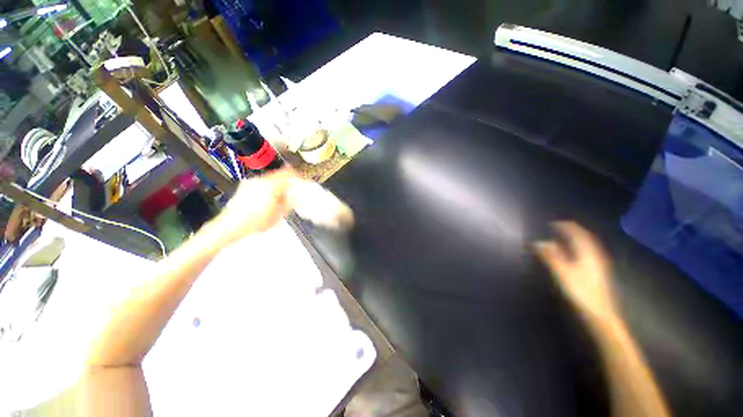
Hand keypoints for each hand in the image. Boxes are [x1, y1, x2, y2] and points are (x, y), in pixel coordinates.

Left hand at [208, 168, 296, 245]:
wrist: (230, 225)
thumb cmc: (253, 223)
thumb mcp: (276, 217)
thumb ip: (287, 205)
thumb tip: (294, 198)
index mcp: (271, 185)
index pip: (288, 173)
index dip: (296, 177)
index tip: (300, 183)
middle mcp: (261, 179)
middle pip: (278, 176)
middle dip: (285, 184)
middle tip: (288, 194)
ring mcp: (251, 182)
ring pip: (268, 180)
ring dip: (274, 187)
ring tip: (275, 201)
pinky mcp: (244, 186)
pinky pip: (259, 184)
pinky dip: (264, 190)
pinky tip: (262, 203)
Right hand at [534, 222, 616, 322]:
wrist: (600, 313)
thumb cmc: (581, 293)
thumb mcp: (564, 275)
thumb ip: (552, 257)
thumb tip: (538, 242)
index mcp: (586, 246)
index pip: (573, 227)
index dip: (560, 225)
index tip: (547, 226)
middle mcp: (594, 248)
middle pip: (581, 233)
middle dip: (568, 231)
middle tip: (554, 233)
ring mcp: (599, 258)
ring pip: (585, 242)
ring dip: (574, 240)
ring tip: (562, 243)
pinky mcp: (600, 269)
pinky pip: (588, 251)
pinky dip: (579, 249)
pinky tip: (575, 258)